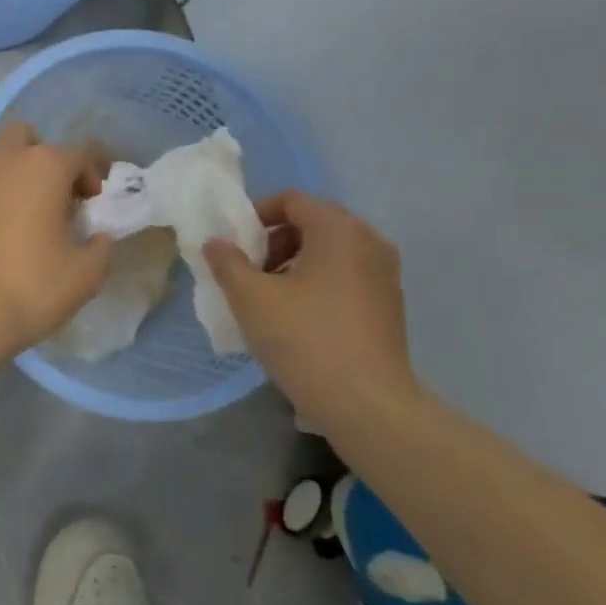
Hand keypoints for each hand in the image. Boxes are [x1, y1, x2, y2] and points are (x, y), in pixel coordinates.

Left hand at [0, 122, 112, 367]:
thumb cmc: (26, 289)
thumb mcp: (83, 277)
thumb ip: (100, 248)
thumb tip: (98, 237)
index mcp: (41, 167)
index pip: (77, 153)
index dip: (91, 175)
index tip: (92, 204)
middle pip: (25, 138)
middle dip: (41, 158)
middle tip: (50, 198)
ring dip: (8, 177)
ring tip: (15, 220)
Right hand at [203, 192, 416, 428]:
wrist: (367, 404)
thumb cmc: (304, 339)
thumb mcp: (250, 298)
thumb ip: (227, 263)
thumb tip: (216, 243)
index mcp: (339, 229)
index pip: (292, 200)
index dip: (256, 215)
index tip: (235, 245)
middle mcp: (369, 242)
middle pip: (312, 223)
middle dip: (274, 242)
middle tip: (248, 273)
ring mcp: (385, 274)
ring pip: (330, 252)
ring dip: (294, 264)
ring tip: (269, 299)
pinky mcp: (389, 305)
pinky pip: (346, 277)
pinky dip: (317, 284)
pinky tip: (297, 319)